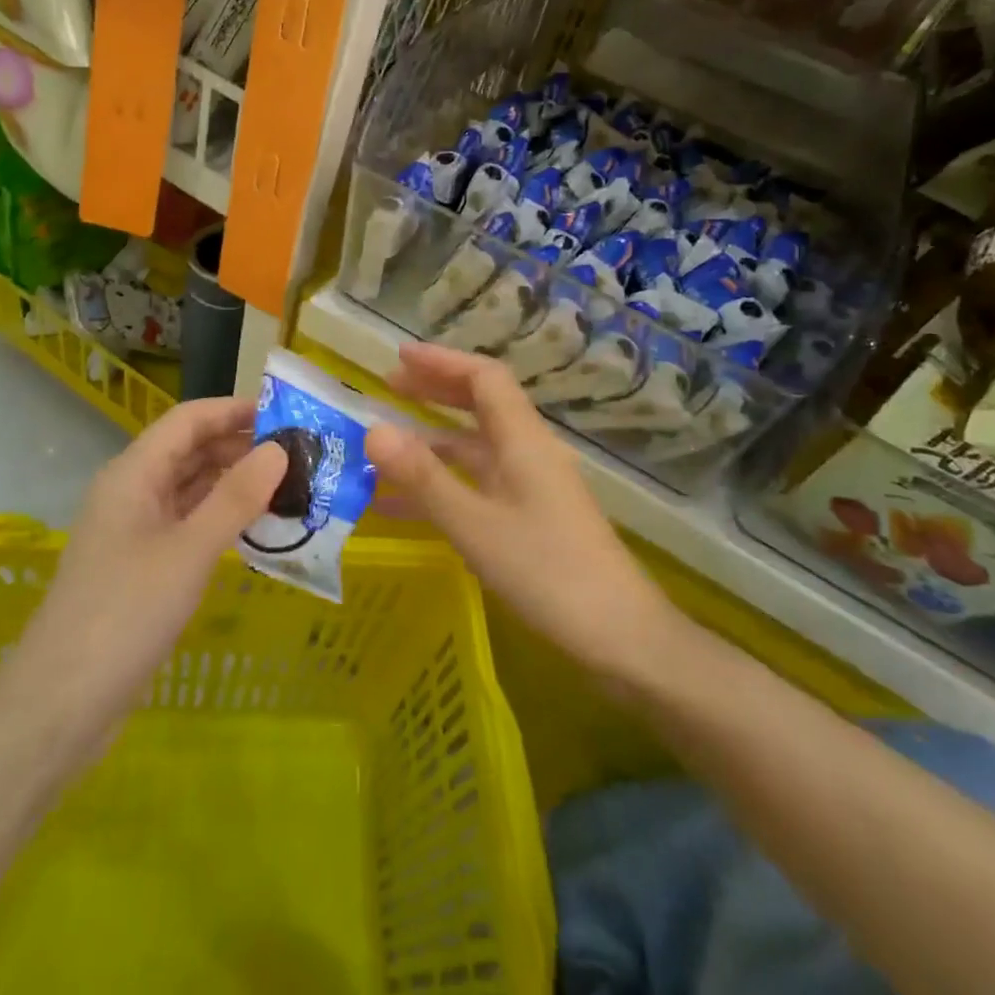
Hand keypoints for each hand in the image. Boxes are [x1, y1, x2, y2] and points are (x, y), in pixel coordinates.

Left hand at [0, 399, 286, 761]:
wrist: (61, 705)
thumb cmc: (125, 614)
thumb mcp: (189, 551)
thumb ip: (235, 498)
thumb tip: (279, 448)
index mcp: (133, 474)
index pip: (188, 420)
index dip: (234, 410)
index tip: (286, 413)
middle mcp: (133, 492)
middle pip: (190, 450)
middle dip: (240, 445)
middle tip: (299, 452)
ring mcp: (136, 530)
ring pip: (191, 488)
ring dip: (234, 482)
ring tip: (289, 483)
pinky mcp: (143, 566)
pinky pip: (188, 524)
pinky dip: (221, 518)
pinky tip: (257, 526)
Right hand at [364, 343, 677, 684]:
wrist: (622, 638)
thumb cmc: (548, 573)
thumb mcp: (475, 526)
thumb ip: (423, 478)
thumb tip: (373, 429)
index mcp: (523, 440)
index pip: (483, 378)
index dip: (441, 361)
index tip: (398, 356)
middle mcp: (529, 452)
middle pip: (481, 404)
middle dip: (435, 391)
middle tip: (389, 388)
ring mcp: (532, 486)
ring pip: (476, 447)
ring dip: (433, 441)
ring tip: (385, 447)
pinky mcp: (532, 517)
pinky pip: (479, 485)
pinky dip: (444, 485)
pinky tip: (404, 508)